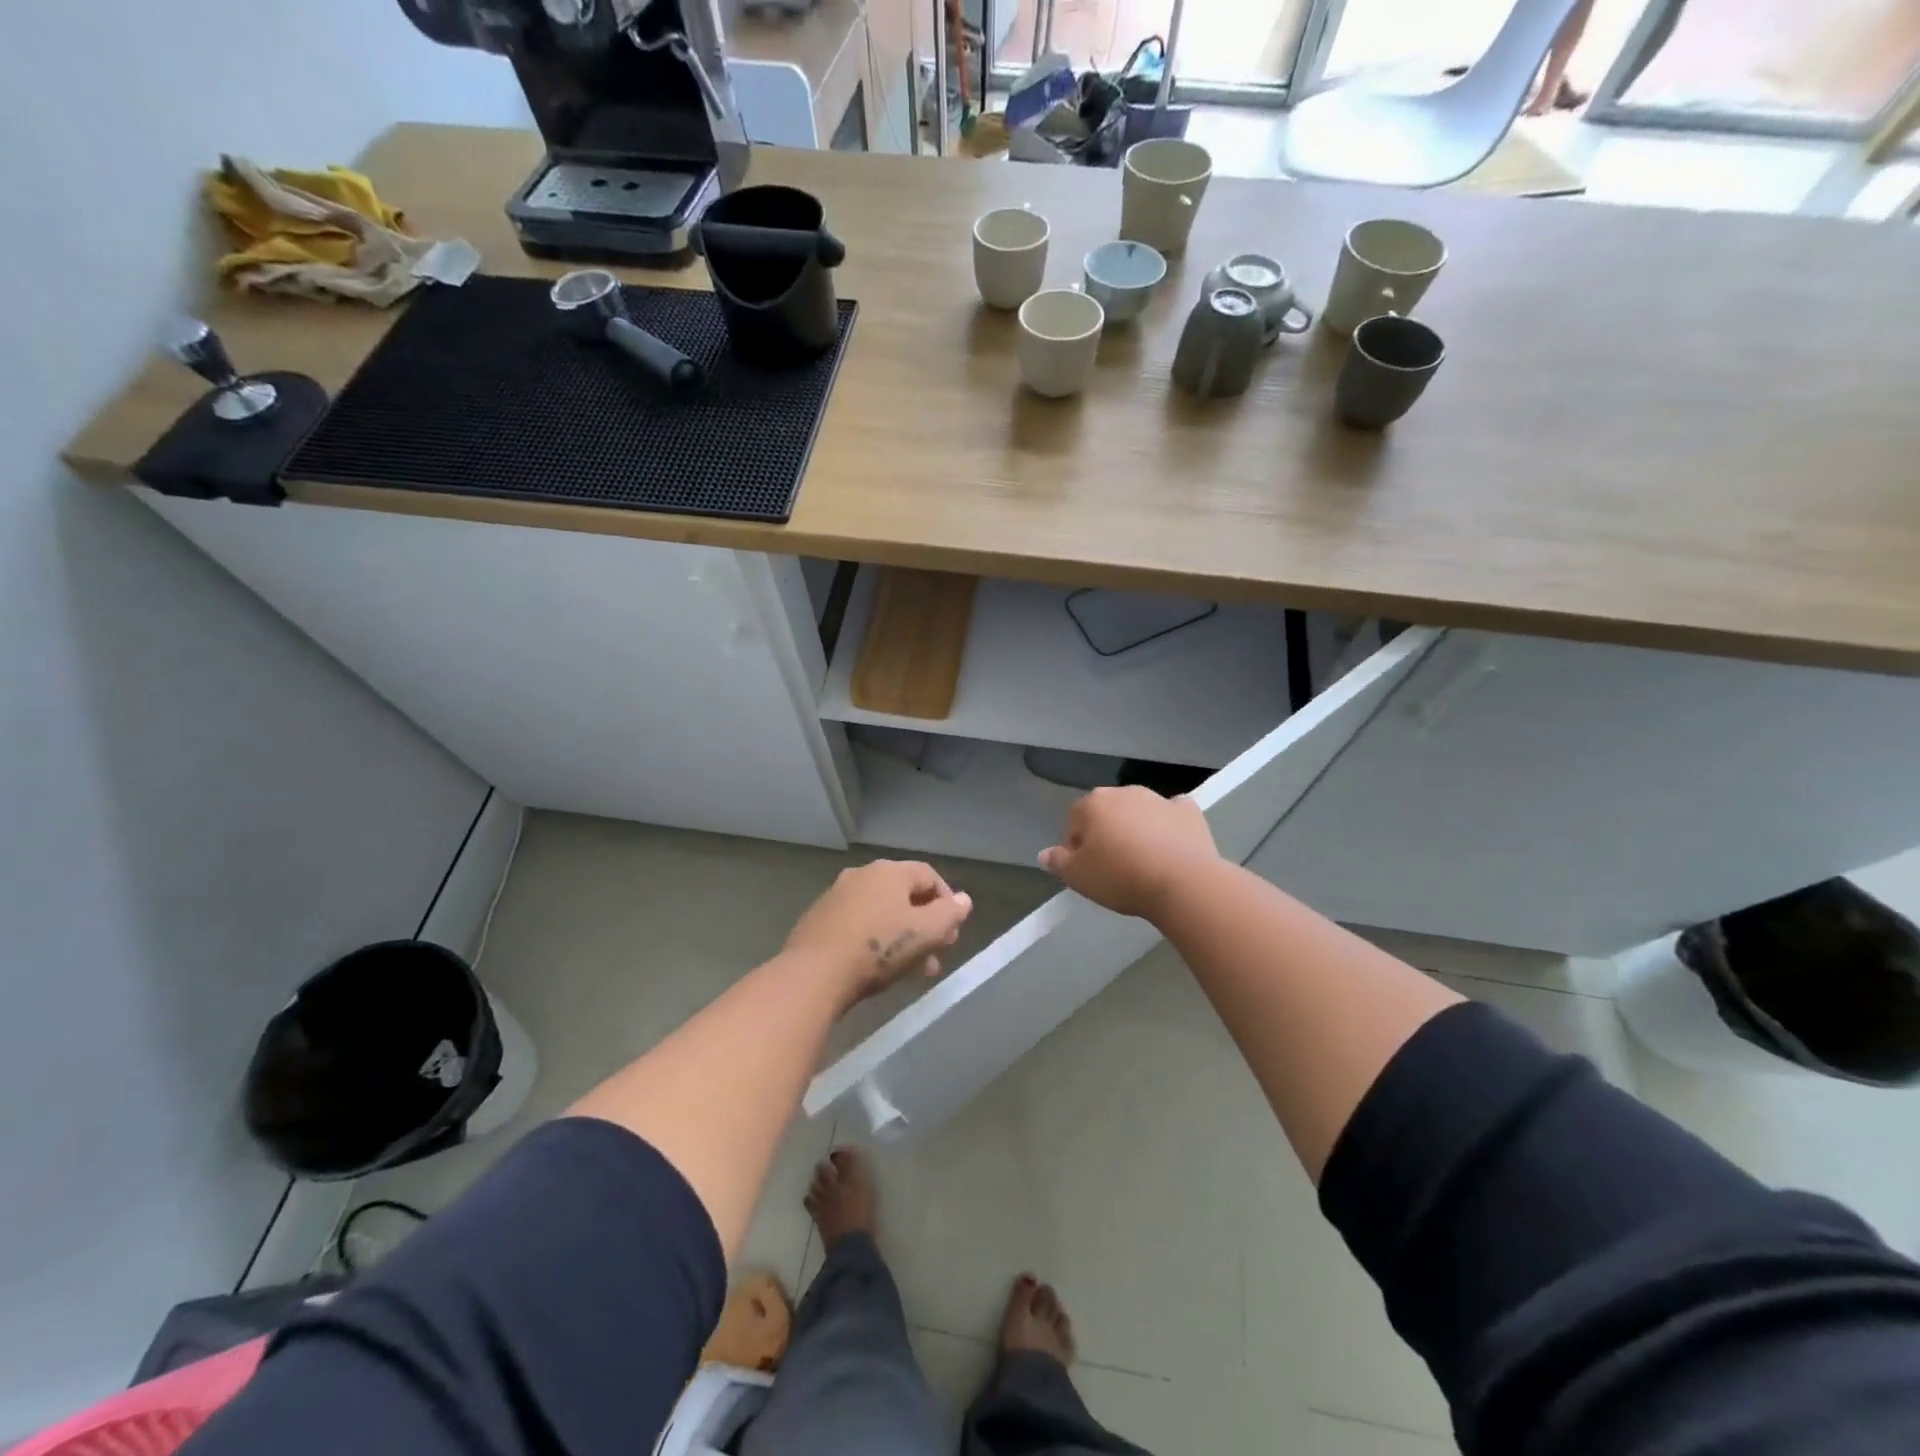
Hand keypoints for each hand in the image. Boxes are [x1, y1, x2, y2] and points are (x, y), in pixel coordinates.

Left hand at [784, 860, 973, 1006]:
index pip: (929, 875)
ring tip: (914, 969)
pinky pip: (858, 925)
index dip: (948, 901)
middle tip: (937, 952)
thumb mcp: (925, 933)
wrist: (813, 974)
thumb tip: (964, 900)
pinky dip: (875, 940)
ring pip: (881, 912)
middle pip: (904, 895)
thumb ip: (950, 914)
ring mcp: (836, 896)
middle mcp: (862, 875)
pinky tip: (879, 968)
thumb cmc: (878, 949)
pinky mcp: (819, 920)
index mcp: (889, 871)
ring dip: (902, 936)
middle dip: (926, 924)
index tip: (953, 931)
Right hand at [1040, 787, 1219, 920]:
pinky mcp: (1188, 812)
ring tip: (1142, 863)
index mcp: (1093, 803)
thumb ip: (1058, 862)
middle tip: (1112, 868)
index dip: (1076, 847)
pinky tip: (1171, 846)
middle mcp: (1124, 792)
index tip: (1086, 871)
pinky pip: (1172, 815)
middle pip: (1107, 813)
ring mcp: (1159, 799)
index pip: (1074, 822)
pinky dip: (1169, 826)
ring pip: (1139, 813)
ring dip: (1136, 830)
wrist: (1182, 883)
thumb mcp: (1078, 877)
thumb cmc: (1120, 877)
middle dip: (1106, 834)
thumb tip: (1045, 853)